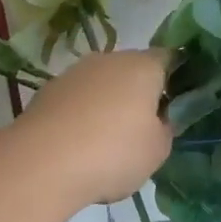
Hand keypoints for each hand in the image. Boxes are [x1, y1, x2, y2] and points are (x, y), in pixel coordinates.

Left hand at [14, 50, 172, 205]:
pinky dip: (82, 116)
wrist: (43, 163)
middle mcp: (108, 59)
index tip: (178, 103)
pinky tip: (79, 146)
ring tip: (107, 143)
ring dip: (108, 105)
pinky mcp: (47, 92)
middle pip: (132, 70)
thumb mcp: (157, 150)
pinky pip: (77, 100)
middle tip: (144, 129)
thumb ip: (165, 128)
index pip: (170, 58)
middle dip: (140, 93)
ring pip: (102, 84)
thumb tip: (158, 118)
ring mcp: (74, 73)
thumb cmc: (114, 153)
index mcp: (143, 66)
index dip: (178, 77)